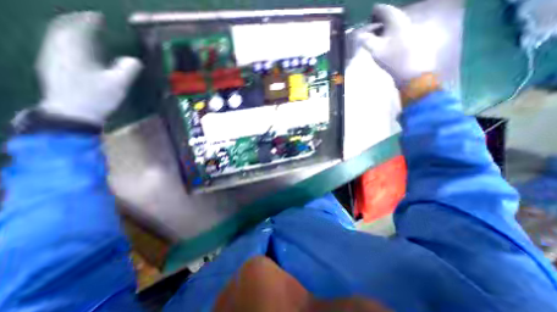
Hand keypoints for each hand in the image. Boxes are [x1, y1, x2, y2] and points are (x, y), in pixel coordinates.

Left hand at [36, 11, 141, 123]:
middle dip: (76, 23)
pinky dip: (67, 43)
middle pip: (62, 29)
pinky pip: (57, 47)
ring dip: (70, 32)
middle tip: (90, 22)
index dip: (88, 21)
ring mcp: (52, 59)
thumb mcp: (117, 84)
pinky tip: (77, 50)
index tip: (99, 16)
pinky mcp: (52, 68)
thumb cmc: (97, 97)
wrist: (73, 113)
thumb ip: (127, 70)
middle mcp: (58, 50)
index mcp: (74, 52)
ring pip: (57, 38)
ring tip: (85, 34)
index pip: (78, 29)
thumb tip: (135, 60)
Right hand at [354, 3, 436, 86]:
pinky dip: (389, 33)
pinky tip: (384, 41)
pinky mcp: (411, 40)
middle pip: (391, 16)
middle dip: (380, 19)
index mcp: (397, 21)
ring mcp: (410, 30)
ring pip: (395, 24)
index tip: (369, 13)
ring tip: (375, 34)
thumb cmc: (393, 59)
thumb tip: (358, 35)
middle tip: (369, 25)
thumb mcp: (376, 50)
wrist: (411, 71)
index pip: (386, 10)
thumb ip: (367, 41)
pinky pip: (398, 31)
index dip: (376, 10)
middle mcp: (405, 22)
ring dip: (384, 27)